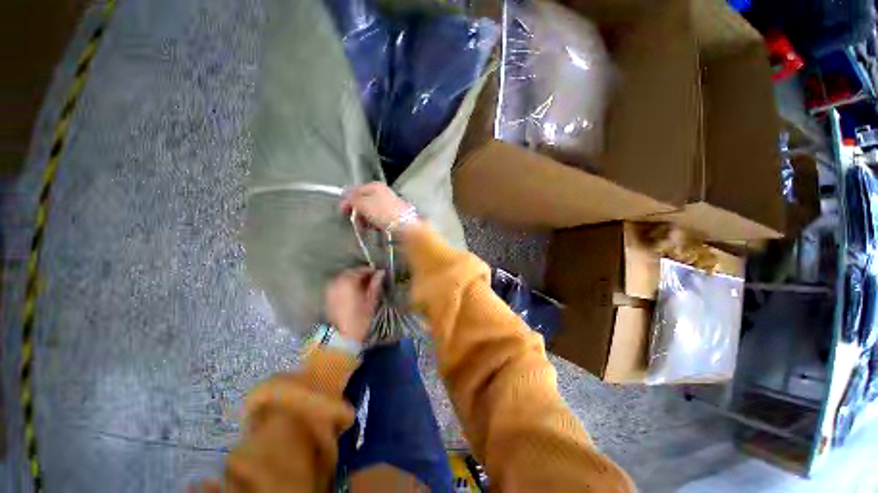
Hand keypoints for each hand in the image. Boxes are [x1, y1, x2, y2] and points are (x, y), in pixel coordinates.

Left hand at [325, 267, 384, 343]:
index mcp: (349, 282)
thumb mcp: (372, 300)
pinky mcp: (328, 296)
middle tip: (371, 279)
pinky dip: (346, 284)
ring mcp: (330, 289)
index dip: (370, 271)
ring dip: (353, 278)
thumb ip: (375, 283)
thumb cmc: (361, 318)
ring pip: (343, 278)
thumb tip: (381, 272)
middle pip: (351, 272)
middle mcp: (337, 282)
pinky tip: (353, 291)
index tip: (378, 274)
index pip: (361, 270)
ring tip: (363, 285)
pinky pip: (338, 284)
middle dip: (361, 274)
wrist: (344, 336)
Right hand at [340, 182, 419, 231]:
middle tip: (355, 221)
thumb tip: (345, 195)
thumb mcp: (363, 203)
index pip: (356, 190)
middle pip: (363, 202)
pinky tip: (374, 228)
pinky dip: (374, 224)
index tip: (342, 211)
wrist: (404, 225)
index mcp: (375, 186)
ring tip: (366, 226)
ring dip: (365, 220)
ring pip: (370, 212)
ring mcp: (388, 205)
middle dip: (357, 212)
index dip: (347, 200)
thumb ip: (352, 199)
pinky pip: (378, 219)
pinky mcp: (393, 216)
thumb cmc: (383, 212)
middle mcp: (383, 193)